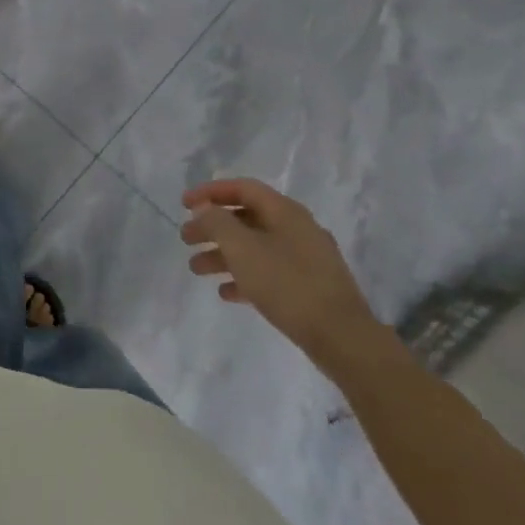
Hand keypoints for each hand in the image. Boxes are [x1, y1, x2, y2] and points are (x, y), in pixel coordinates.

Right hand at [180, 179, 378, 369]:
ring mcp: (306, 258)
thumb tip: (204, 208)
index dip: (210, 192)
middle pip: (247, 218)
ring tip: (196, 269)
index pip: (243, 188)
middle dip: (213, 227)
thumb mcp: (242, 248)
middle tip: (186, 239)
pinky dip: (244, 277)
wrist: (340, 336)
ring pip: (255, 247)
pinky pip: (269, 272)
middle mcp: (297, 229)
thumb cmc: (287, 284)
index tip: (183, 204)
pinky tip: (226, 292)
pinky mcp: (309, 286)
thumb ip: (217, 223)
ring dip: (223, 254)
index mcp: (285, 212)